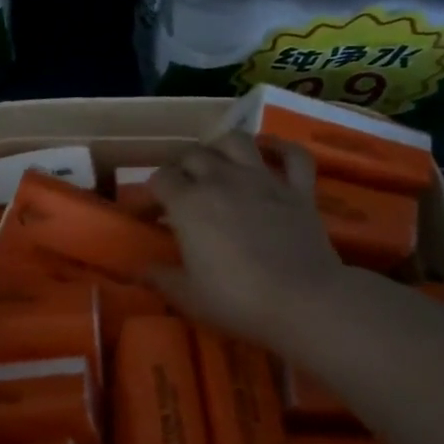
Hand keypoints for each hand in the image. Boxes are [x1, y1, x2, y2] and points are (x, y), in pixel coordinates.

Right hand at [147, 131, 343, 351]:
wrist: (304, 301)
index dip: (152, 193)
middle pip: (193, 154)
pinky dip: (281, 149)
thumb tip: (138, 270)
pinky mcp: (299, 189)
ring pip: (236, 141)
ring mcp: (263, 179)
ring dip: (221, 147)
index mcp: (188, 202)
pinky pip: (293, 155)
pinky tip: (269, 153)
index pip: (160, 178)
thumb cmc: (237, 299)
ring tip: (218, 164)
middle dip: (182, 169)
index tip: (153, 213)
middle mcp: (222, 179)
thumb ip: (159, 278)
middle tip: (183, 192)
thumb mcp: (187, 296)